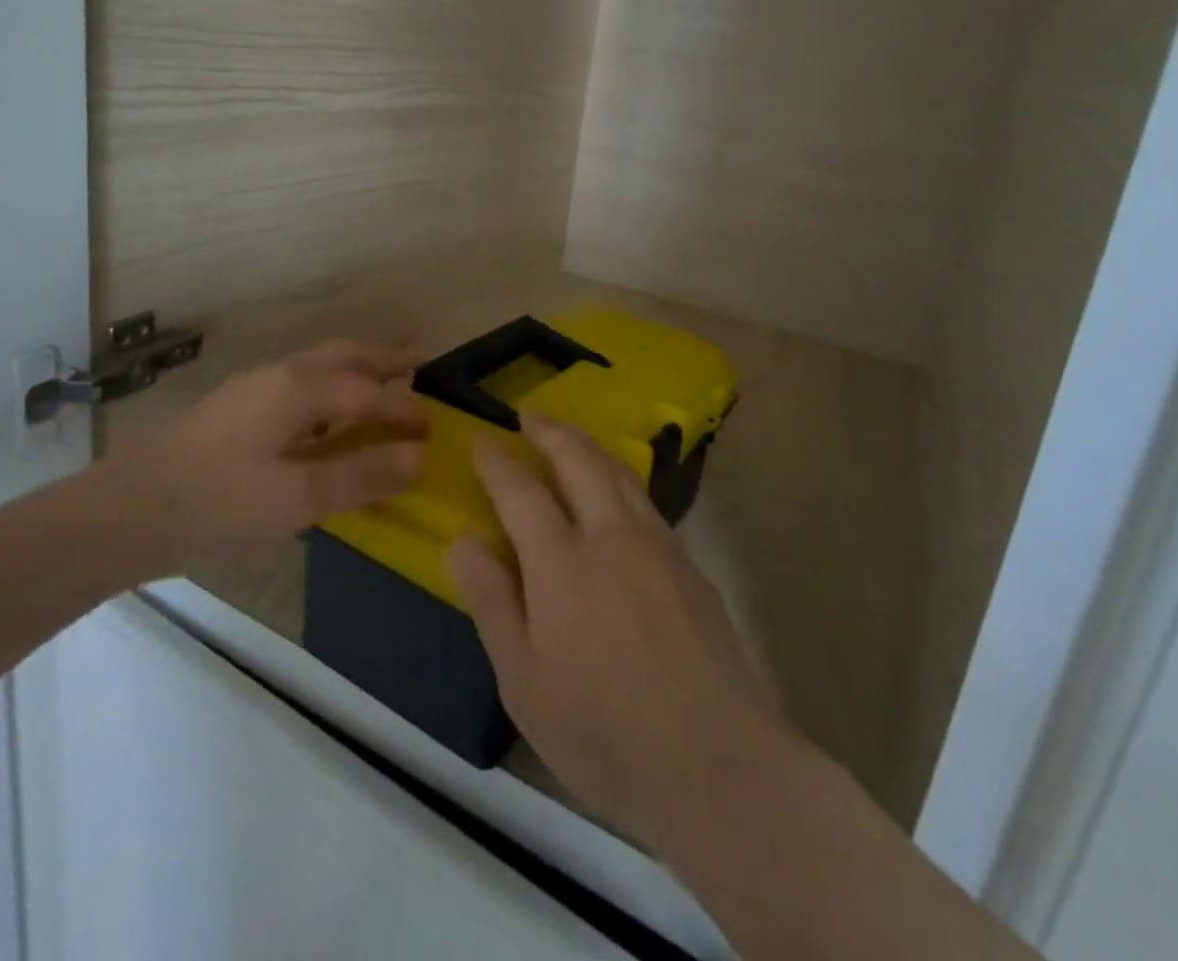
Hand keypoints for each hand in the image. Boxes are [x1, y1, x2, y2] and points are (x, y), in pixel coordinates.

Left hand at [91, 339, 426, 581]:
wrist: (121, 514)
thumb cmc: (216, 505)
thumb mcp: (297, 499)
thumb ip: (362, 475)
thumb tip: (419, 457)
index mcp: (300, 389)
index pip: (370, 392)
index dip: (406, 410)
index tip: (437, 426)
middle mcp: (280, 374)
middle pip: (346, 355)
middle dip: (386, 358)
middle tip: (420, 364)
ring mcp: (252, 387)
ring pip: (319, 363)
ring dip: (357, 366)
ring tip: (383, 380)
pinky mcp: (234, 406)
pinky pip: (300, 380)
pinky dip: (331, 383)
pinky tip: (325, 414)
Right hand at [447, 416, 792, 851]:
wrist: (718, 762)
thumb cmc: (604, 732)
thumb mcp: (524, 682)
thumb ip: (492, 603)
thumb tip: (460, 542)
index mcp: (562, 563)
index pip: (521, 490)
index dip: (497, 461)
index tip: (480, 441)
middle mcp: (611, 535)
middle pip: (579, 458)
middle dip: (550, 430)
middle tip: (530, 416)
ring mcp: (657, 544)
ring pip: (619, 471)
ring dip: (588, 446)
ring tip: (569, 438)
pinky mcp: (689, 563)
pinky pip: (645, 499)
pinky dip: (620, 477)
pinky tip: (616, 492)